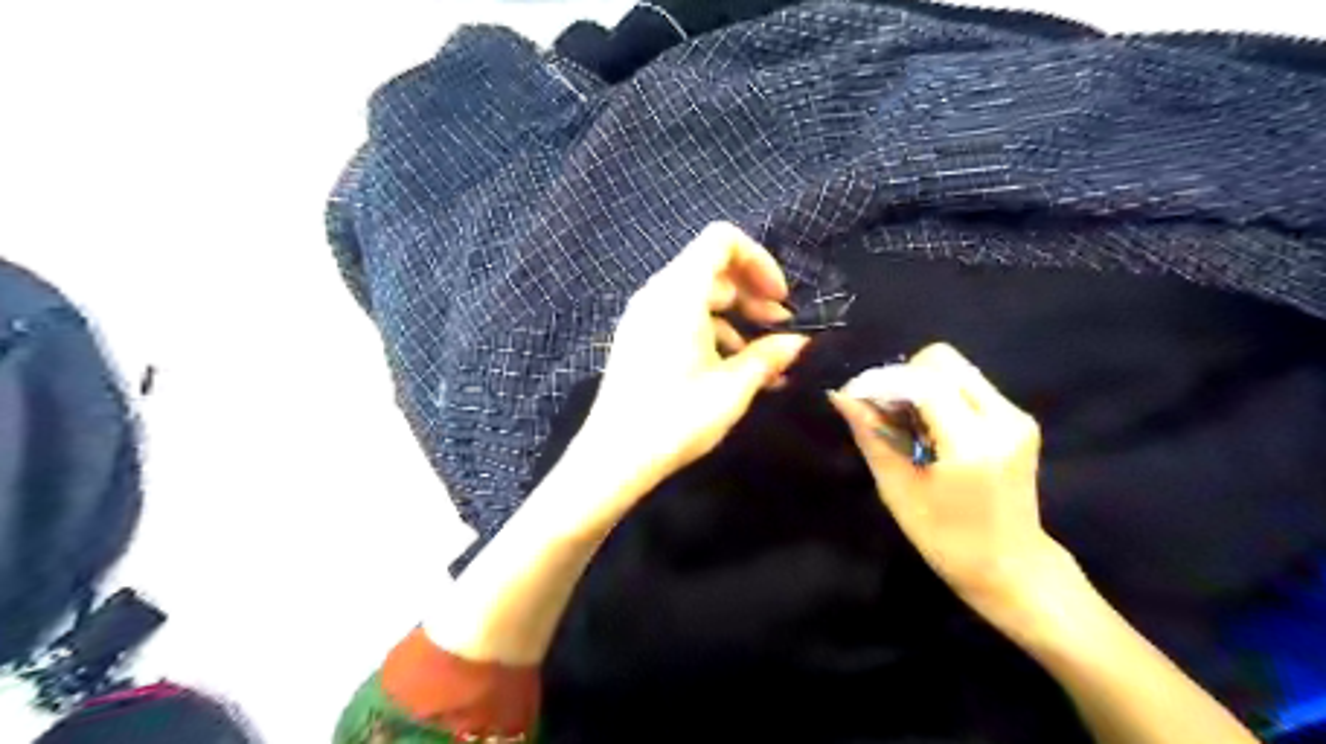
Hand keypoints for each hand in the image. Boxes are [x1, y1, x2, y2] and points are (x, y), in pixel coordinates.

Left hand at [575, 223, 813, 524]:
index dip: (758, 260)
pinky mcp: (638, 338)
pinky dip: (711, 330)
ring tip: (762, 355)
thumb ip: (768, 355)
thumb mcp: (732, 387)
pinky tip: (731, 367)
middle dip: (752, 292)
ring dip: (735, 315)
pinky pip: (680, 316)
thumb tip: (799, 342)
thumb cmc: (676, 418)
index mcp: (679, 293)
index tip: (780, 299)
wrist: (614, 457)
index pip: (721, 240)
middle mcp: (657, 294)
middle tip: (779, 327)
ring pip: (698, 295)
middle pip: (712, 268)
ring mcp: (643, 316)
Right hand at [825, 343, 1064, 610]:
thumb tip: (840, 396)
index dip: (884, 381)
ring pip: (957, 369)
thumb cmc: (947, 539)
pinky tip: (930, 429)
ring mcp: (1017, 416)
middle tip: (885, 412)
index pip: (924, 382)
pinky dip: (941, 395)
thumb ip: (871, 435)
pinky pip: (970, 385)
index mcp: (973, 444)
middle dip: (905, 377)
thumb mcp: (898, 490)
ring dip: (922, 385)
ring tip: (906, 423)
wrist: (1012, 567)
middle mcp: (1003, 419)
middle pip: (943, 361)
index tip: (857, 397)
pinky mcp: (1020, 419)